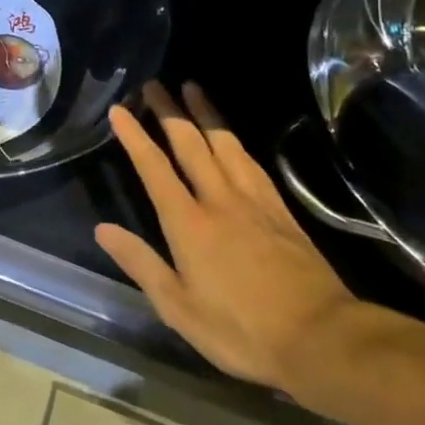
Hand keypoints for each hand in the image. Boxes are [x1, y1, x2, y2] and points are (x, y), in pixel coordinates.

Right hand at [96, 81, 360, 393]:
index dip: (135, 137)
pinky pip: (252, 163)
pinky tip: (233, 137)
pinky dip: (236, 141)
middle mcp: (219, 201)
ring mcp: (254, 202)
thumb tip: (103, 229)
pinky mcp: (281, 211)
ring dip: (206, 114)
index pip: (155, 169)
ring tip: (192, 88)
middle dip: (170, 112)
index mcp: (189, 224)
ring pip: (225, 145)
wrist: (322, 339)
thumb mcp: (178, 308)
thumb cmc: (241, 331)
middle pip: (191, 145)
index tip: (120, 109)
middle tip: (155, 84)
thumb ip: (141, 263)